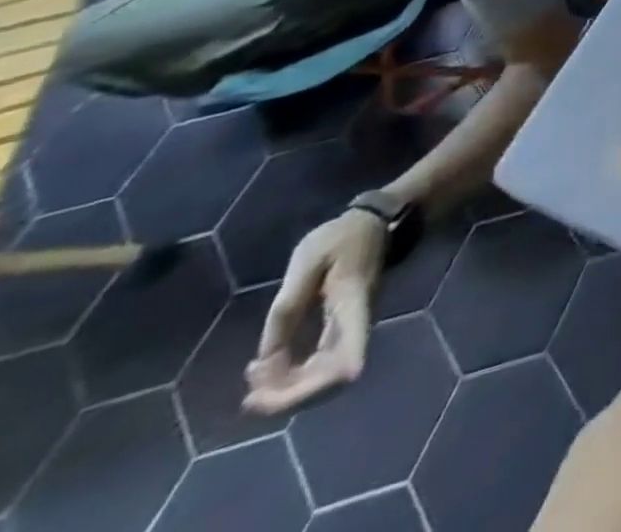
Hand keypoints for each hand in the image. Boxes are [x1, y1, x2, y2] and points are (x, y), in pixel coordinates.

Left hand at [243, 208, 387, 414]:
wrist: (372, 222)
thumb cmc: (341, 237)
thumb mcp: (307, 262)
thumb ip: (287, 307)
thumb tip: (265, 360)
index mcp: (352, 306)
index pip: (348, 359)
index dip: (316, 389)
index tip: (269, 395)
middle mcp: (357, 324)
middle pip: (332, 380)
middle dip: (287, 398)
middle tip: (248, 395)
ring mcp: (352, 329)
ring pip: (325, 379)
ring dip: (287, 391)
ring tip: (253, 378)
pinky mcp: (343, 331)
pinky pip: (320, 367)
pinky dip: (292, 378)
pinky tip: (268, 368)